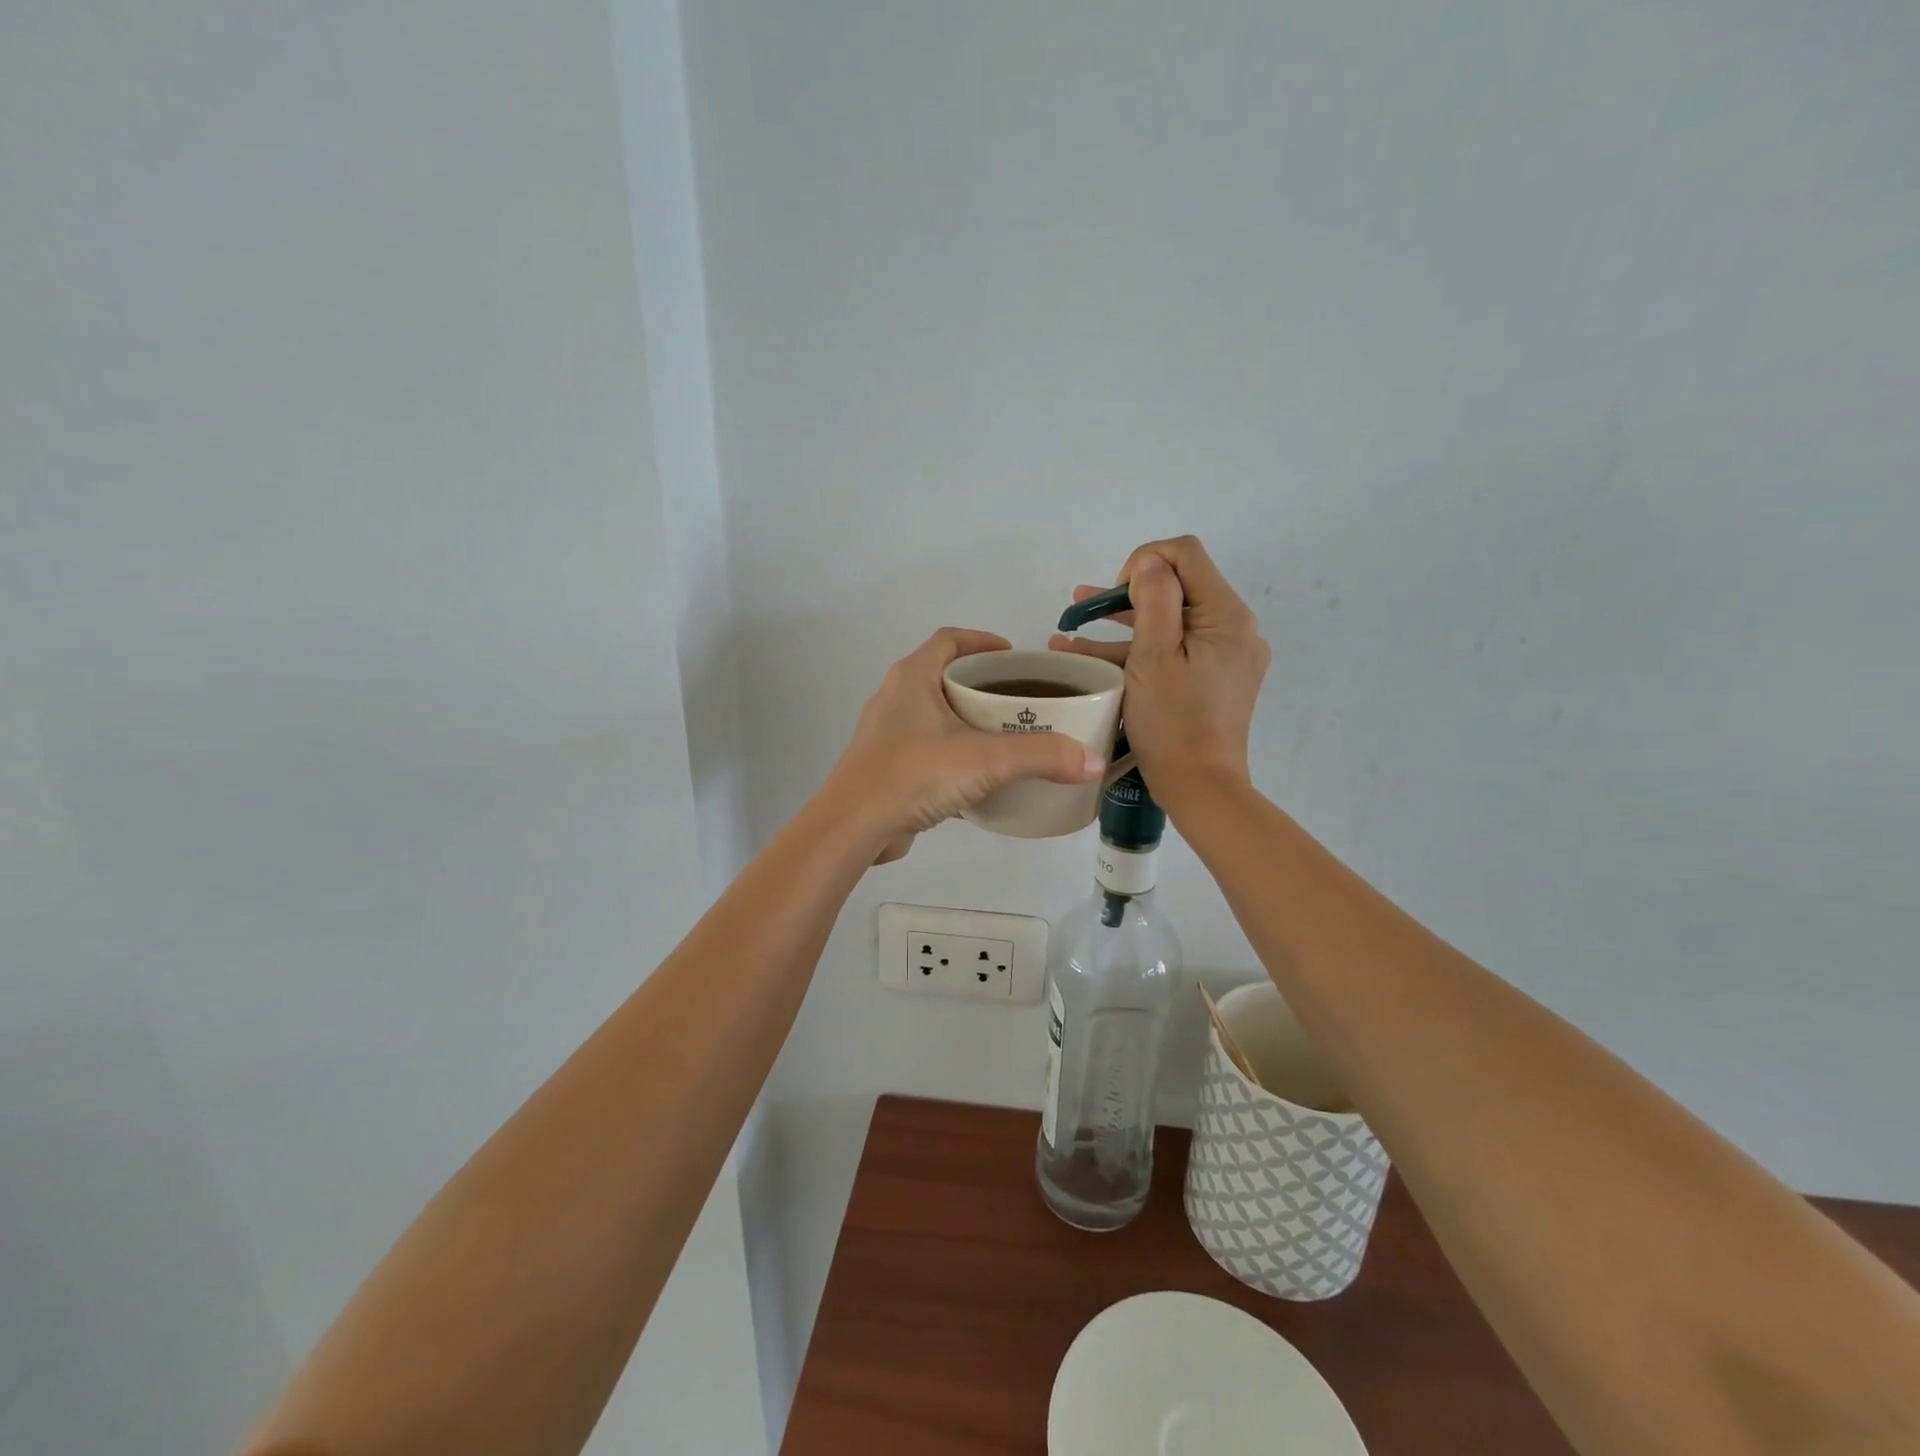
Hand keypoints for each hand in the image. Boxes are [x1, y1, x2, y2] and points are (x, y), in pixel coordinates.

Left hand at [822, 628, 1106, 861]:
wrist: (853, 827)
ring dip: (968, 718)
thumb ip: (1041, 757)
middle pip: (944, 675)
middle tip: (1021, 700)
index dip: (983, 641)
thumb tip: (1093, 761)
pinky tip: (979, 773)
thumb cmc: (913, 775)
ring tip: (1007, 735)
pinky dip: (954, 749)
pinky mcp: (886, 765)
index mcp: (912, 677)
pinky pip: (927, 745)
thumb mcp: (984, 761)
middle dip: (983, 683)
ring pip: (935, 713)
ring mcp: (887, 732)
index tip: (1015, 656)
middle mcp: (895, 697)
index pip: (950, 640)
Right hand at [1049, 536, 1268, 803]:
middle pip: (1178, 588)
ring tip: (1070, 629)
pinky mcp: (1214, 678)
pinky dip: (1139, 650)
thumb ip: (1153, 600)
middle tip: (1082, 608)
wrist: (1200, 787)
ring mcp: (1226, 655)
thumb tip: (1150, 564)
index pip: (1185, 554)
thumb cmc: (1173, 722)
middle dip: (1125, 594)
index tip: (1114, 595)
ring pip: (1171, 622)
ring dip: (1123, 624)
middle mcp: (1235, 628)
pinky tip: (1091, 656)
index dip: (1144, 561)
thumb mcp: (1154, 656)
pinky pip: (1176, 650)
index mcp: (1226, 615)